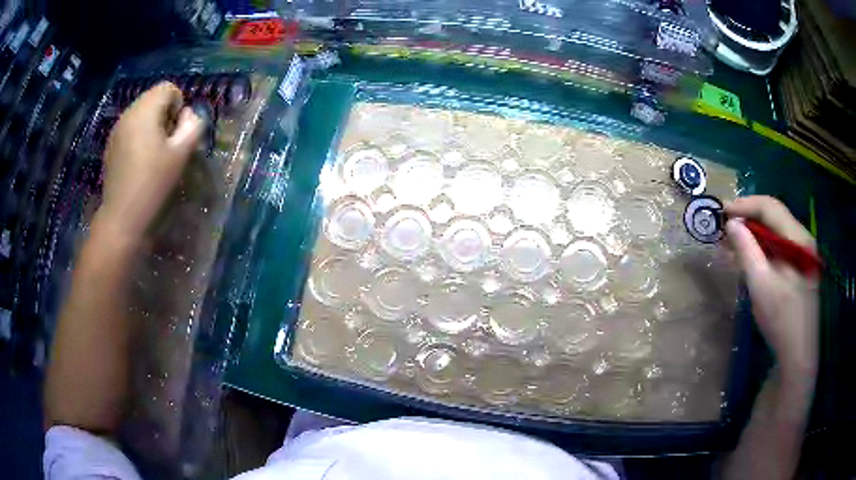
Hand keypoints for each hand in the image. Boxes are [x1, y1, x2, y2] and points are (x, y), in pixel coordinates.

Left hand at [98, 82, 202, 239]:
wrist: (121, 217)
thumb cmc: (152, 183)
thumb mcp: (181, 154)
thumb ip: (192, 126)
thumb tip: (189, 115)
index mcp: (145, 111)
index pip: (168, 88)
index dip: (178, 105)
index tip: (176, 132)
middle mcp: (128, 113)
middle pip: (153, 98)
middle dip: (165, 114)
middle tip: (167, 143)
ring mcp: (117, 129)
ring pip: (141, 112)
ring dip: (151, 124)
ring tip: (153, 152)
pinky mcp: (111, 144)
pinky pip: (130, 127)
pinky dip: (139, 134)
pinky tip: (138, 160)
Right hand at [725, 196, 818, 379]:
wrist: (798, 356)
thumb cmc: (782, 320)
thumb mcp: (761, 285)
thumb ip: (747, 250)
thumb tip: (731, 223)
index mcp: (798, 238)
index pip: (769, 207)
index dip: (744, 206)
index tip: (722, 212)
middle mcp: (802, 239)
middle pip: (773, 217)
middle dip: (748, 219)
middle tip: (724, 228)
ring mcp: (803, 254)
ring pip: (775, 233)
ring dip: (753, 235)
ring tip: (731, 243)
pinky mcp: (799, 269)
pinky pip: (778, 249)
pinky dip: (762, 249)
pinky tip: (748, 258)